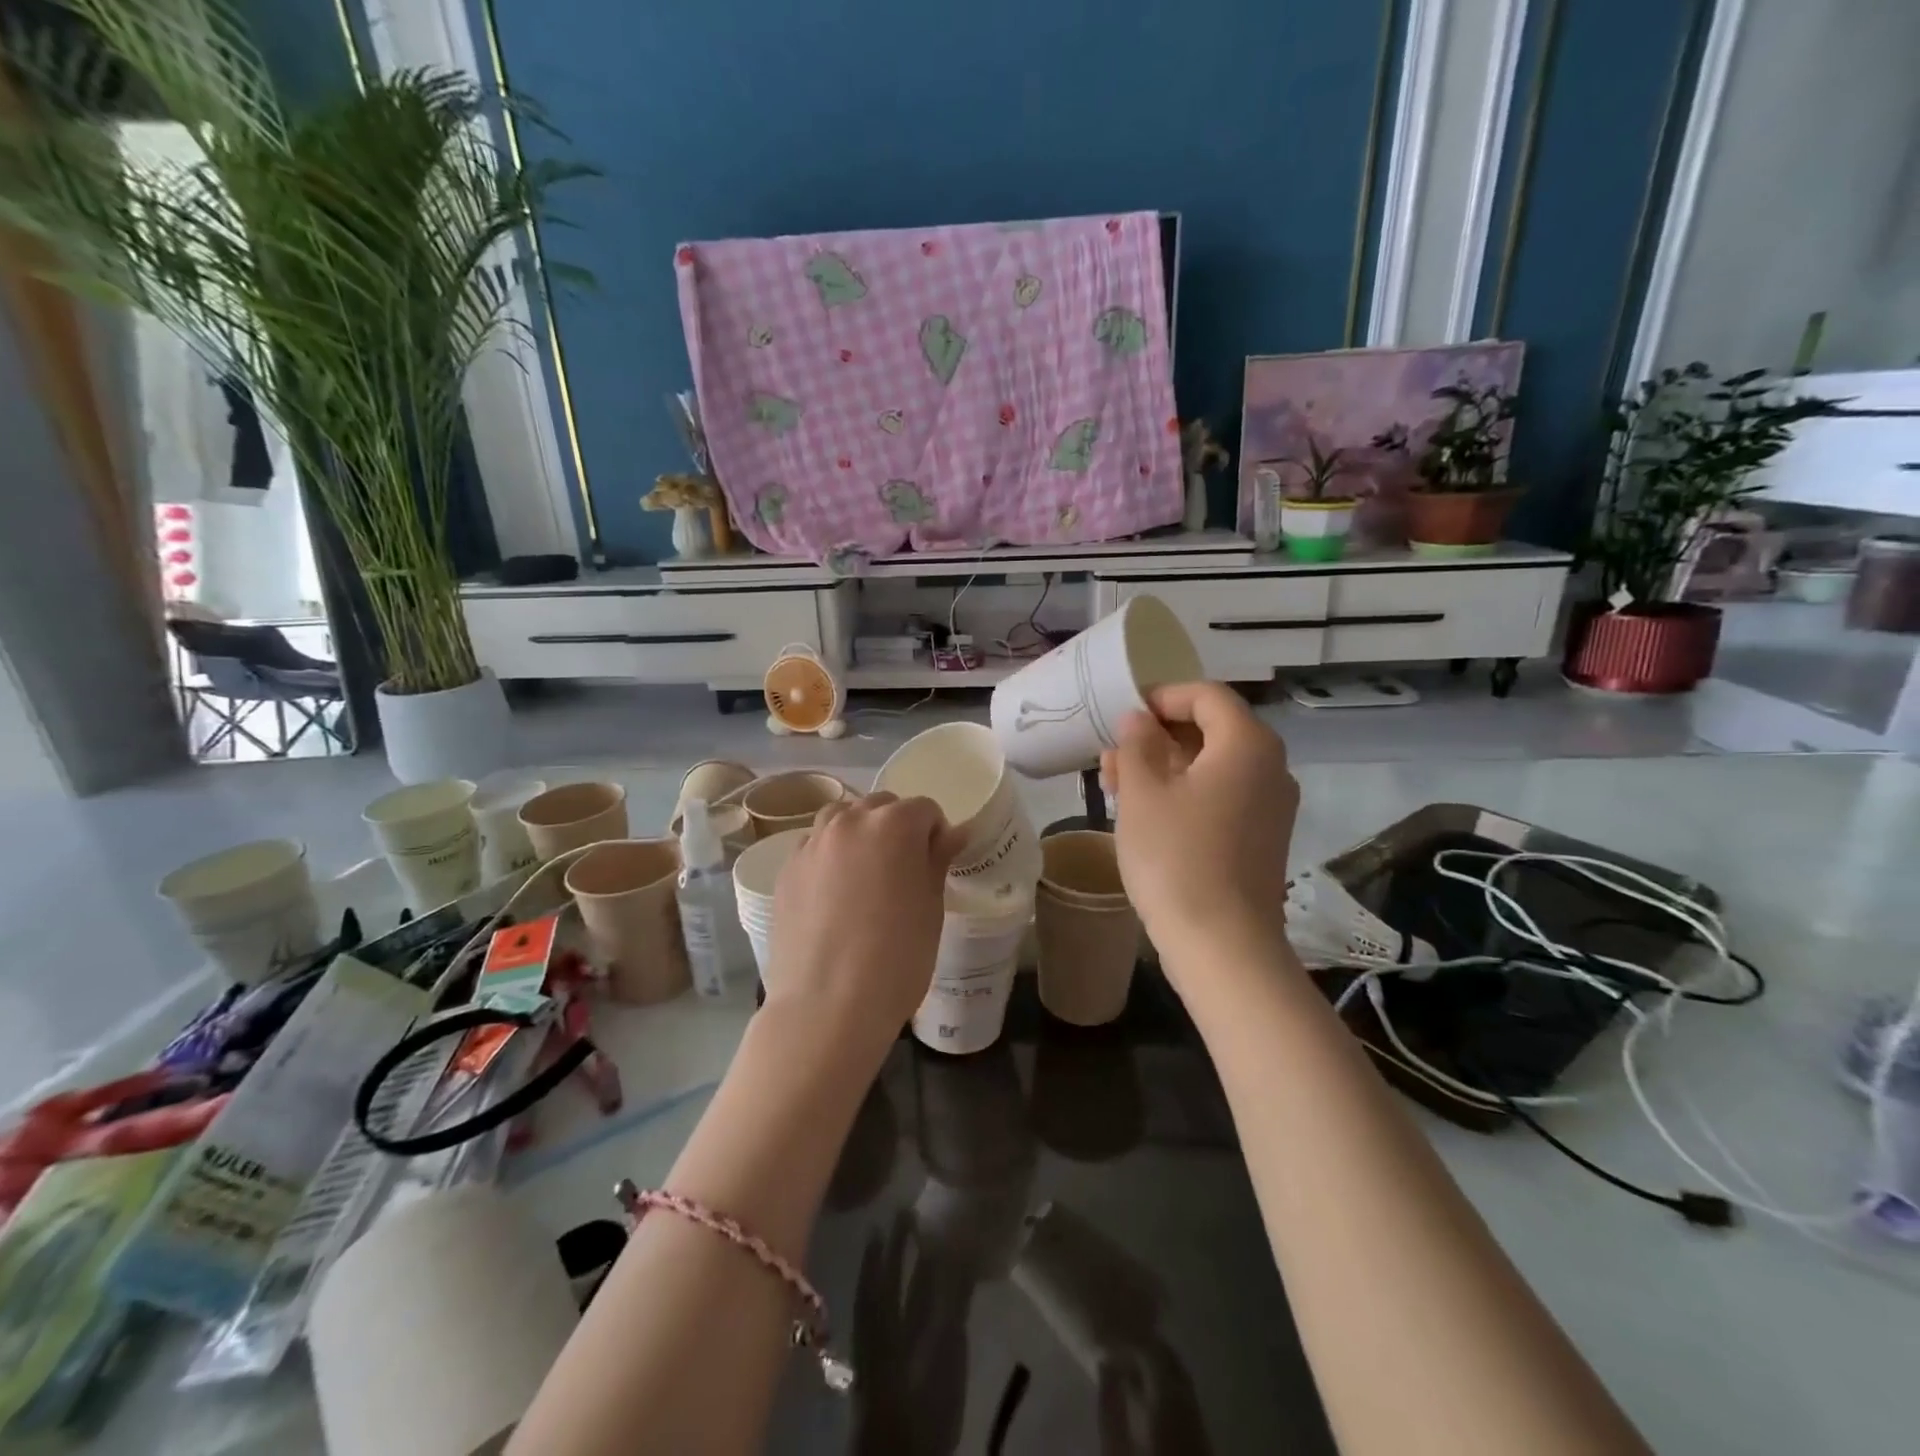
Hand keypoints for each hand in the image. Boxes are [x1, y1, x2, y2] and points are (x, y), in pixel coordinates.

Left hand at [767, 792, 963, 1061]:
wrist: (826, 1006)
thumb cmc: (896, 958)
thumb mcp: (931, 908)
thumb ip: (937, 860)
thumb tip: (951, 834)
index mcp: (893, 825)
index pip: (924, 809)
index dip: (936, 834)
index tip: (936, 865)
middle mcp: (849, 821)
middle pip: (880, 806)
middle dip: (897, 828)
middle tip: (903, 872)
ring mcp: (812, 843)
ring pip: (842, 819)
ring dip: (860, 834)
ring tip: (866, 876)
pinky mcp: (787, 870)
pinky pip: (815, 847)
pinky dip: (830, 856)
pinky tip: (834, 896)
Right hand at [1100, 682, 1296, 979]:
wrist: (1222, 945)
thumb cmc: (1176, 858)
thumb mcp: (1142, 793)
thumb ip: (1137, 744)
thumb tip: (1139, 720)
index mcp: (1247, 744)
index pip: (1207, 695)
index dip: (1163, 696)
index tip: (1123, 713)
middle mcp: (1270, 767)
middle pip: (1211, 730)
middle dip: (1157, 735)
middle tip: (1112, 752)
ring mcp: (1269, 806)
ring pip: (1212, 766)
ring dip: (1164, 766)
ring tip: (1115, 782)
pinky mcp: (1260, 838)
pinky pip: (1220, 796)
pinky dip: (1184, 793)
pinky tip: (1144, 811)